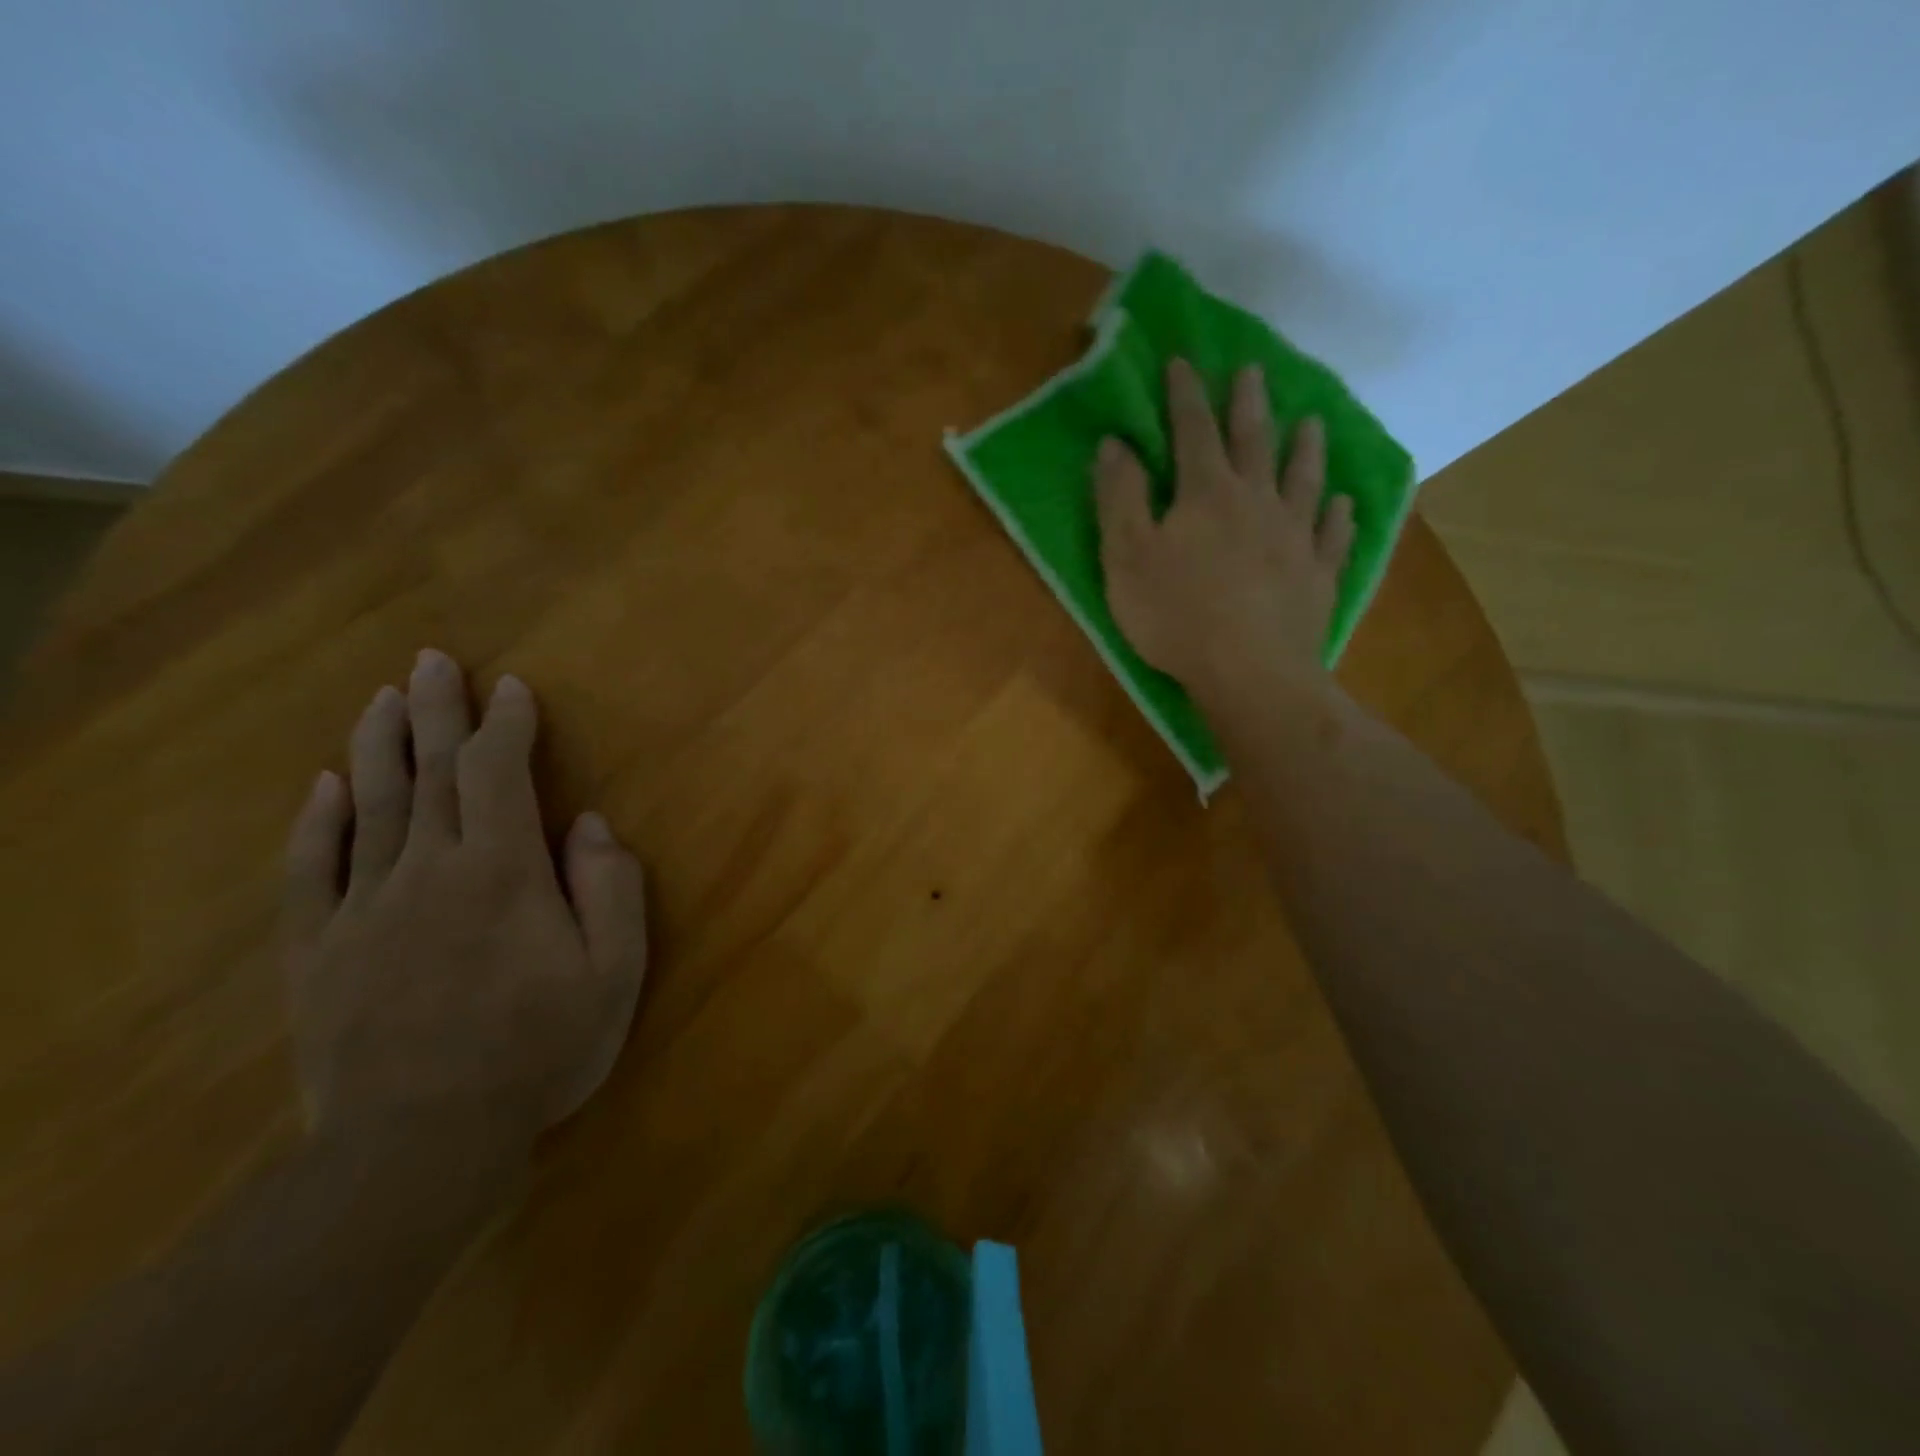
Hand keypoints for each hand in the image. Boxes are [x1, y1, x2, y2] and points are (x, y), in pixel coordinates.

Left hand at [281, 650, 647, 1173]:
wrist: (421, 1143)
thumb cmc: (539, 1049)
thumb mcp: (613, 972)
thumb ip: (610, 889)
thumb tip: (588, 825)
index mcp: (502, 871)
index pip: (499, 774)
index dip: (506, 725)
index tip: (512, 688)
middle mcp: (428, 870)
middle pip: (430, 773)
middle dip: (436, 711)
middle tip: (431, 661)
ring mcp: (364, 908)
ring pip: (370, 806)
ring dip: (379, 745)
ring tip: (383, 698)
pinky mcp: (320, 950)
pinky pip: (312, 871)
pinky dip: (318, 823)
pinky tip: (325, 786)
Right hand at [1094, 359, 1354, 705]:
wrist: (1250, 672)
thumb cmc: (1176, 615)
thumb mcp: (1126, 557)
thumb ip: (1119, 498)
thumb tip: (1115, 444)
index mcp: (1206, 494)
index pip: (1193, 430)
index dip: (1185, 394)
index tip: (1183, 361)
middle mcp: (1257, 502)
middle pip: (1255, 442)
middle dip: (1249, 403)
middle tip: (1254, 370)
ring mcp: (1295, 538)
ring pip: (1303, 480)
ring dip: (1306, 447)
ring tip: (1312, 422)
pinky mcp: (1318, 575)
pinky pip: (1333, 535)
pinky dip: (1338, 515)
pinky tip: (1342, 503)